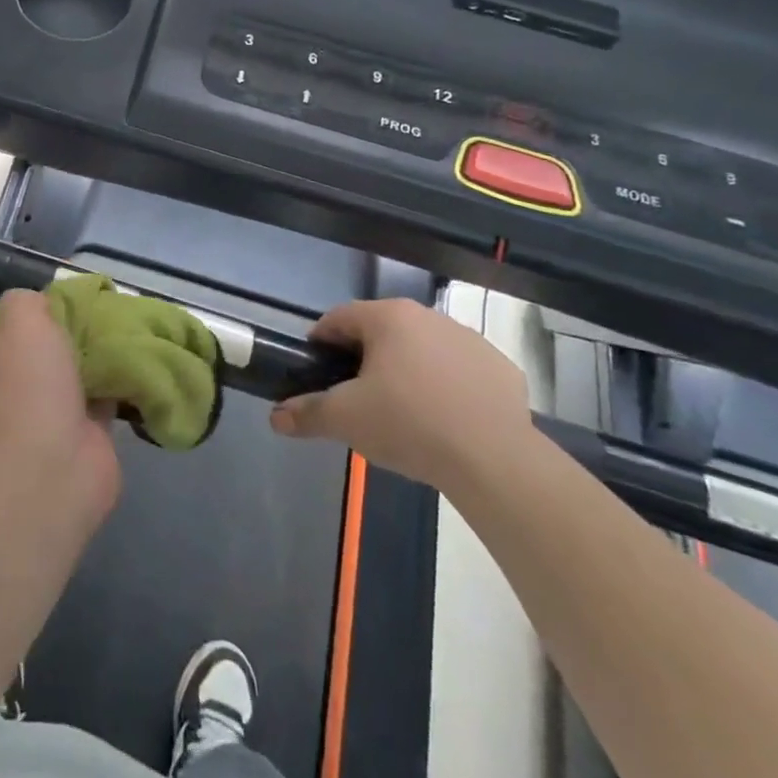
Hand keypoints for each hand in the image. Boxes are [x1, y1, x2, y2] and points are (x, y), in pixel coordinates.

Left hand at [0, 290, 120, 513]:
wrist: (50, 466)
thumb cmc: (26, 383)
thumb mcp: (21, 317)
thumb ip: (28, 299)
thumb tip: (42, 304)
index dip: (9, 306)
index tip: (41, 291)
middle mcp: (8, 378)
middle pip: (37, 340)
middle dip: (65, 323)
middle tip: (96, 301)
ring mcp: (45, 406)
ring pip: (73, 365)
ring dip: (96, 350)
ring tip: (126, 322)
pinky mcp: (83, 429)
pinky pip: (104, 392)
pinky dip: (120, 378)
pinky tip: (140, 356)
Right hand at [269, 299, 532, 493]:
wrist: (495, 461)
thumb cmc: (409, 424)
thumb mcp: (345, 419)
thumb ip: (306, 412)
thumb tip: (276, 417)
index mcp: (388, 317)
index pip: (338, 318)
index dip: (320, 343)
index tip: (315, 371)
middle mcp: (429, 316)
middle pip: (382, 331)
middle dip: (364, 358)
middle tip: (355, 396)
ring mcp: (471, 340)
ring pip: (423, 348)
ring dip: (407, 369)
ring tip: (402, 410)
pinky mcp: (502, 369)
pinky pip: (461, 371)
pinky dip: (447, 386)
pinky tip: (445, 419)